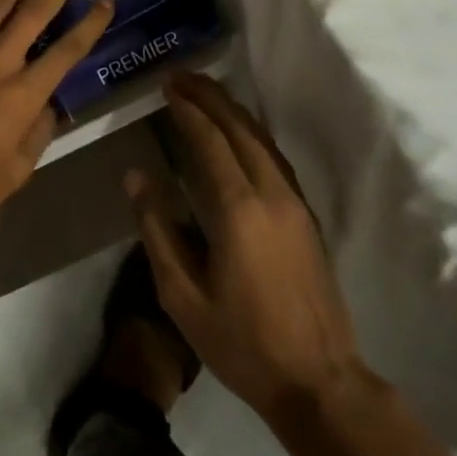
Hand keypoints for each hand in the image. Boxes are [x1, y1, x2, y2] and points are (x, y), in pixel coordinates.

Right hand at [129, 72, 376, 423]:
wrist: (319, 380)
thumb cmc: (242, 342)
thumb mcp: (183, 295)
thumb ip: (158, 231)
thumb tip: (137, 177)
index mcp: (239, 210)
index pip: (211, 142)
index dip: (189, 110)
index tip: (168, 86)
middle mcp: (272, 194)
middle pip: (241, 130)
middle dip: (211, 98)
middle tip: (183, 76)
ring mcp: (296, 204)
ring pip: (264, 141)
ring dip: (234, 112)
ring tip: (207, 94)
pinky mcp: (308, 218)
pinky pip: (276, 159)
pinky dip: (253, 135)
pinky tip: (240, 136)